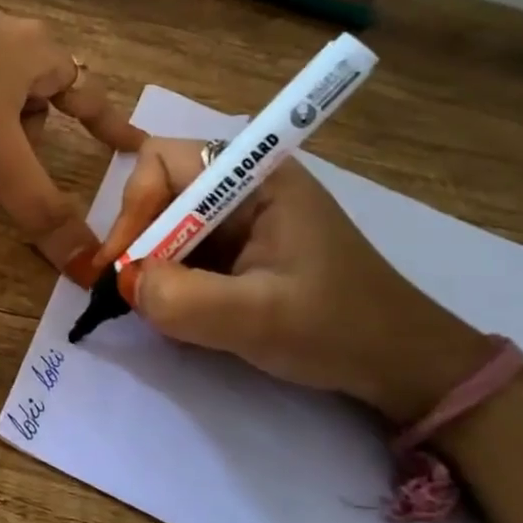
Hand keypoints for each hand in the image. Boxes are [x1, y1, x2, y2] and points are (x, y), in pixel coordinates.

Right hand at [99, 138, 492, 424]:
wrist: (397, 363)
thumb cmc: (337, 329)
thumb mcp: (258, 318)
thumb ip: (183, 298)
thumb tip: (125, 283)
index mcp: (255, 177)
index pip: (163, 160)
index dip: (135, 205)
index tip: (127, 263)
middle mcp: (242, 186)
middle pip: (158, 190)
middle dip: (138, 239)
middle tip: (128, 292)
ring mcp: (240, 219)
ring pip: (165, 225)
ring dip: (151, 265)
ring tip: (155, 308)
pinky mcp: (238, 250)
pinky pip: (182, 251)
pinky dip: (169, 281)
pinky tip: (180, 313)